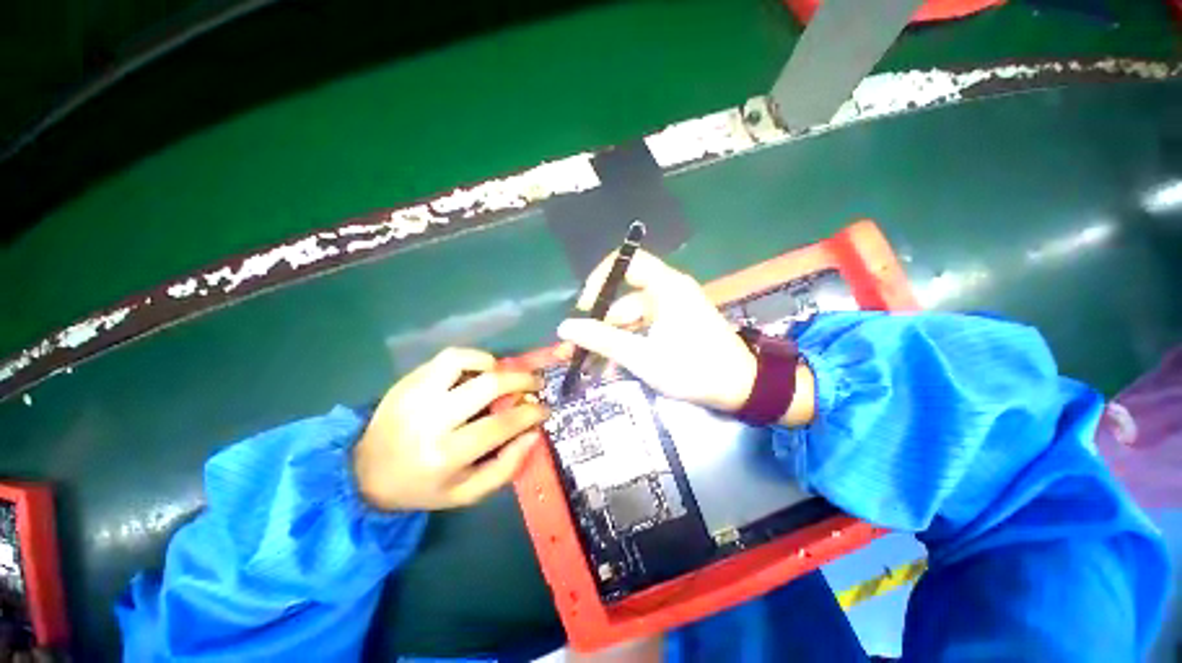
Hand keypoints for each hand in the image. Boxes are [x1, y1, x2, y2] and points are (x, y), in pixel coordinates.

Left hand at [353, 348, 548, 510]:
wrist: (366, 473)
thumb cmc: (422, 486)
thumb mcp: (467, 493)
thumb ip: (505, 467)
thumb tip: (533, 434)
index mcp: (446, 454)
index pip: (501, 424)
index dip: (530, 413)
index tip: (544, 409)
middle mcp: (431, 420)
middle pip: (488, 386)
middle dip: (522, 380)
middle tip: (536, 383)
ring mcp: (416, 395)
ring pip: (465, 361)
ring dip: (494, 365)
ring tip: (504, 375)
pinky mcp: (409, 381)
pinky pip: (448, 357)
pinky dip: (472, 358)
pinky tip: (479, 370)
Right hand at [557, 250, 757, 411]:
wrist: (741, 389)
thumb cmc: (693, 369)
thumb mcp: (642, 357)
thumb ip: (603, 340)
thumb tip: (565, 327)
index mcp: (666, 287)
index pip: (626, 262)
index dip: (600, 279)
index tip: (585, 307)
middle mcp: (666, 292)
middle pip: (622, 299)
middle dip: (597, 326)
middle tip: (574, 349)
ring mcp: (669, 311)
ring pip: (628, 321)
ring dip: (609, 342)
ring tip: (589, 368)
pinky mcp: (672, 327)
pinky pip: (640, 331)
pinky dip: (625, 347)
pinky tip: (610, 369)